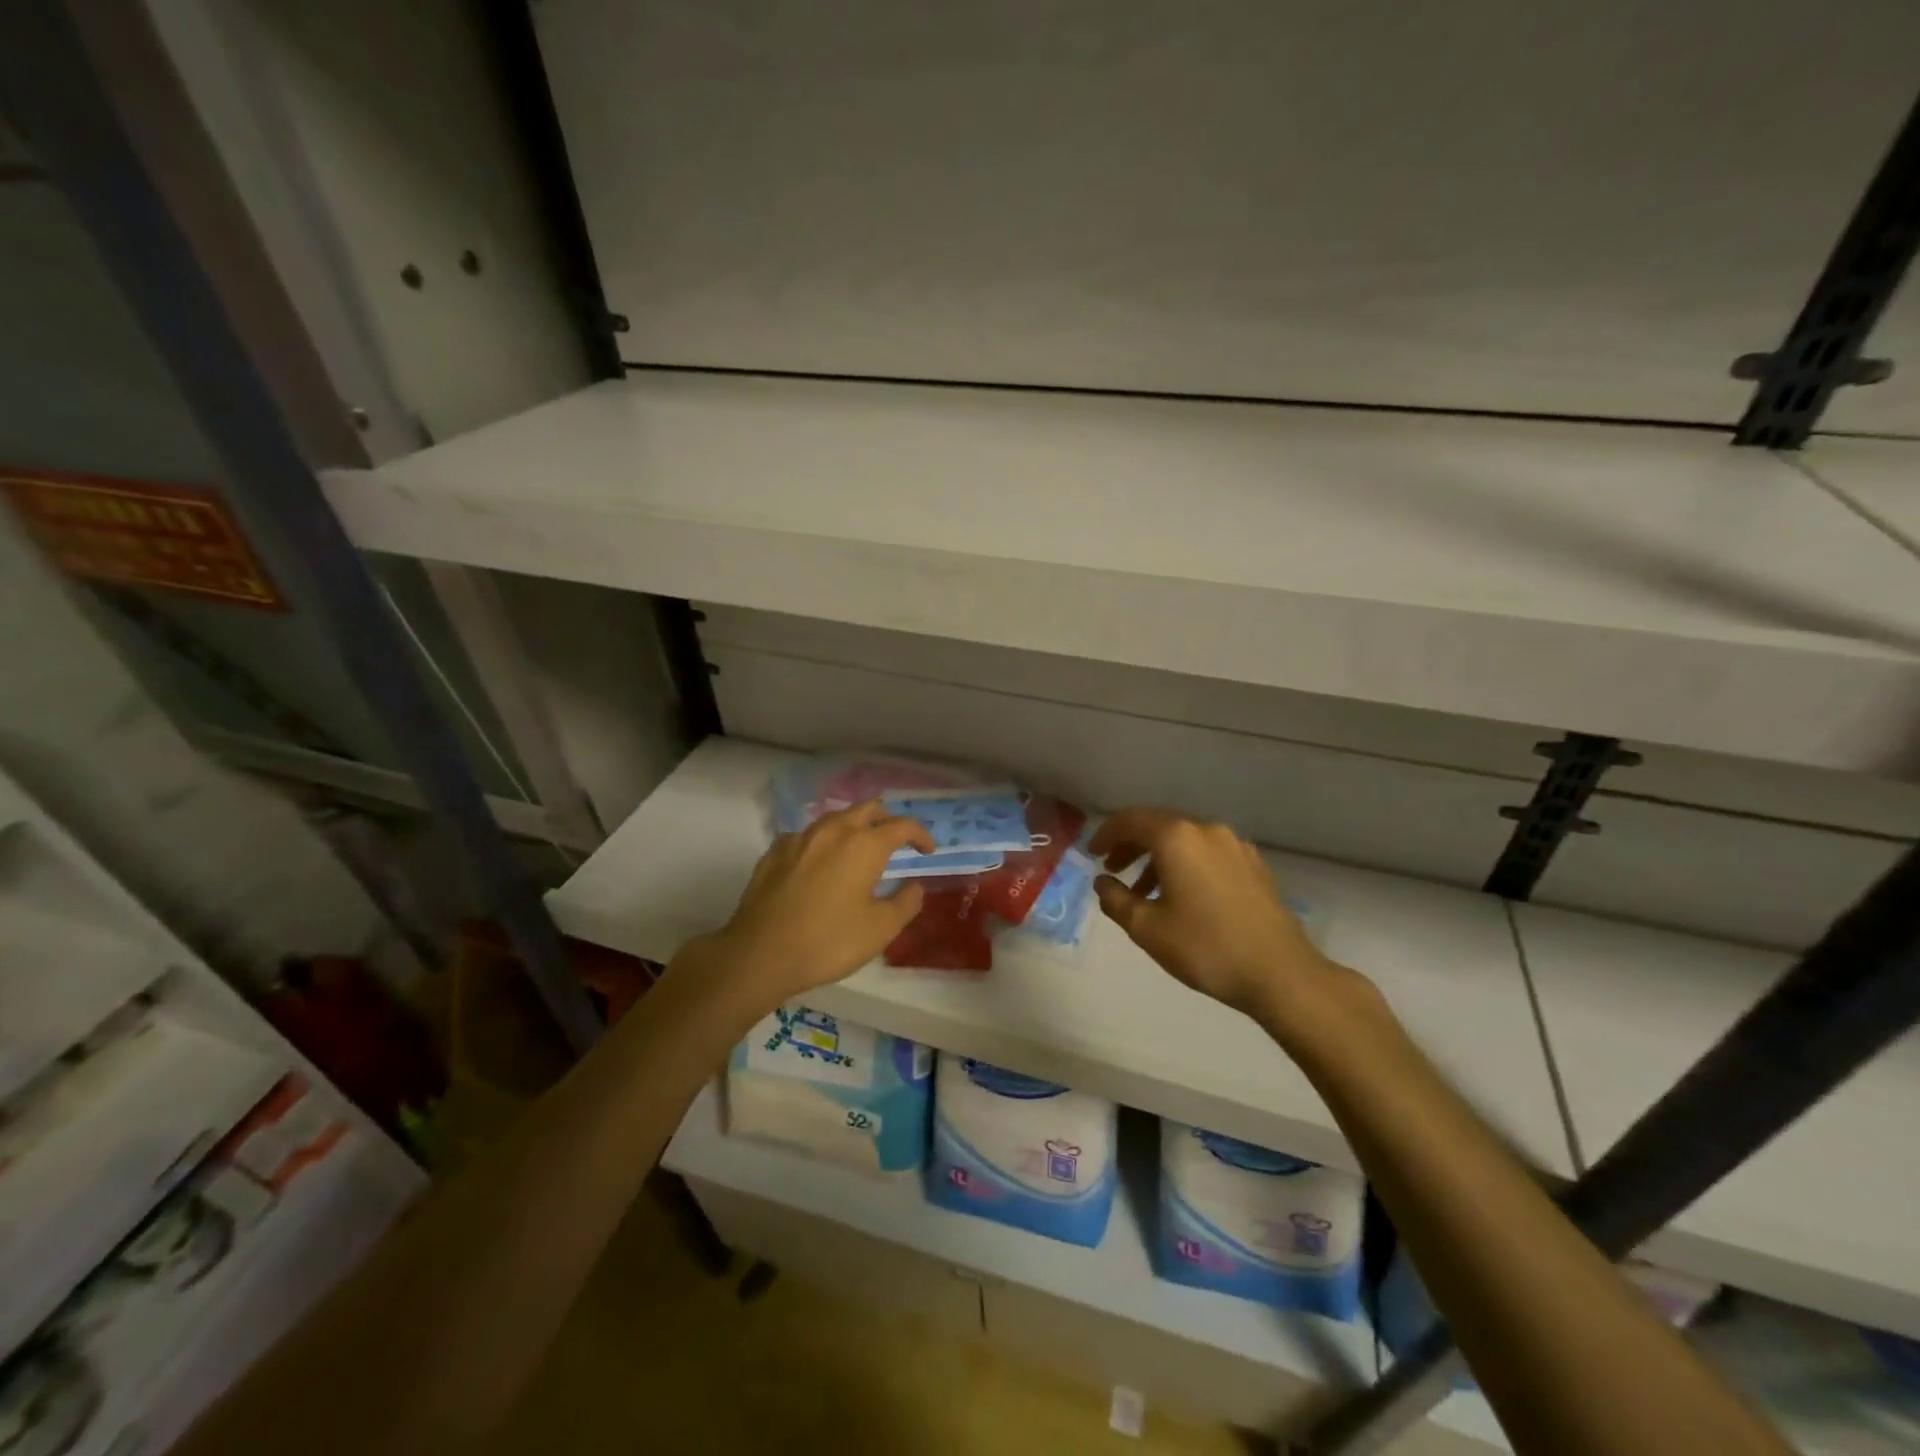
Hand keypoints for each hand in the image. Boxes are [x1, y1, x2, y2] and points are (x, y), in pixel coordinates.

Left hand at [676, 800, 934, 1006]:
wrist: (760, 953)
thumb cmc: (829, 941)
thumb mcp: (880, 929)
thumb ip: (906, 903)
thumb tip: (915, 886)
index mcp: (864, 845)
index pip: (902, 826)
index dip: (920, 835)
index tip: (927, 851)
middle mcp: (833, 831)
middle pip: (868, 809)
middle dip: (887, 820)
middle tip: (896, 841)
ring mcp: (800, 838)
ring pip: (835, 819)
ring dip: (854, 828)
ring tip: (858, 851)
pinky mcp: (774, 852)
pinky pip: (807, 836)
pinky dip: (822, 843)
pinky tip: (819, 864)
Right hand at [1089, 808, 1349, 1023]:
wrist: (1280, 973)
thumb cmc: (1205, 948)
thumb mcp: (1147, 928)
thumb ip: (1116, 900)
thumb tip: (1103, 882)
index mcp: (1177, 837)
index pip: (1130, 820)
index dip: (1106, 834)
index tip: (1091, 853)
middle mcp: (1206, 830)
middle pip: (1158, 825)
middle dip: (1131, 844)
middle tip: (1112, 869)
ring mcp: (1234, 845)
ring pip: (1185, 840)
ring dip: (1158, 857)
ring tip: (1143, 891)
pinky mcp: (1253, 865)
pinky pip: (1207, 852)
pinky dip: (1185, 864)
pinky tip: (1182, 896)